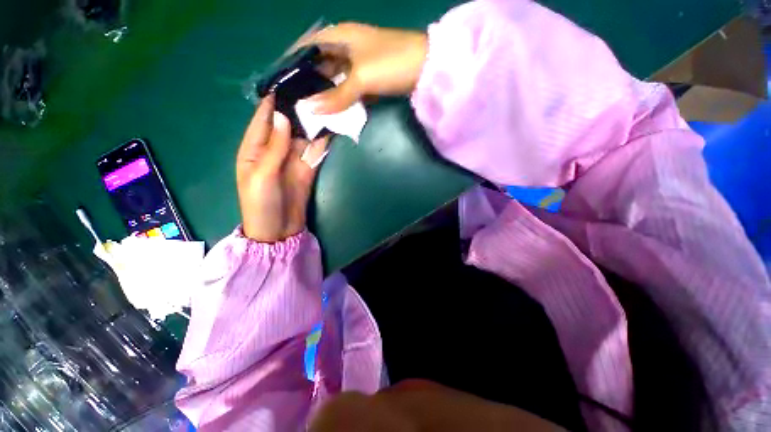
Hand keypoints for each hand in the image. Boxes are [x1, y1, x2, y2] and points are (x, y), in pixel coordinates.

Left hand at [237, 95, 328, 241]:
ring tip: (324, 106)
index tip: (288, 82)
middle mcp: (274, 150)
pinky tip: (330, 129)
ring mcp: (293, 160)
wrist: (279, 230)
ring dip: (312, 125)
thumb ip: (274, 147)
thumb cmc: (260, 203)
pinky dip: (322, 142)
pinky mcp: (307, 169)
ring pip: (302, 137)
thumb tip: (284, 117)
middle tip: (314, 91)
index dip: (273, 102)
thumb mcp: (262, 175)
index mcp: (254, 148)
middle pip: (286, 125)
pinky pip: (314, 151)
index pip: (263, 119)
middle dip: (298, 110)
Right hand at [302, 23, 427, 113]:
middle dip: (309, 79)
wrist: (426, 68)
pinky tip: (336, 108)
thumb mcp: (360, 78)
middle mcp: (347, 46)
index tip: (282, 79)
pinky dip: (343, 97)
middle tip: (297, 99)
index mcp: (340, 37)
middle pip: (321, 62)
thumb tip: (311, 109)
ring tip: (312, 107)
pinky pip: (351, 87)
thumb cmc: (390, 63)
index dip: (294, 60)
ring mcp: (360, 62)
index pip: (308, 45)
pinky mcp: (371, 77)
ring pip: (336, 76)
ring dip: (327, 91)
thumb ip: (336, 95)